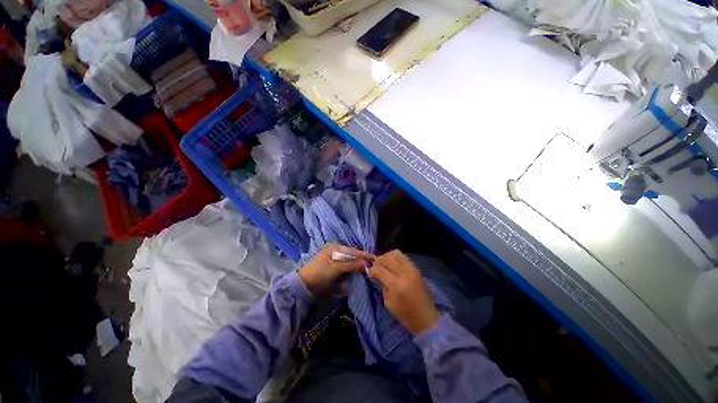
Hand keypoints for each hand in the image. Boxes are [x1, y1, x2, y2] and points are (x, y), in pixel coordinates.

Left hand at [299, 244, 373, 294]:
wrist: (303, 285)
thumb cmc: (319, 274)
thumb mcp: (336, 269)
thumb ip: (351, 265)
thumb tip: (366, 264)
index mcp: (335, 248)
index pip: (353, 251)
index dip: (364, 255)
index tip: (375, 259)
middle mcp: (335, 250)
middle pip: (352, 254)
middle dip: (362, 259)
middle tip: (373, 265)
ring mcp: (334, 258)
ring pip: (349, 260)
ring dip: (357, 264)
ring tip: (366, 268)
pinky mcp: (333, 266)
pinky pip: (345, 265)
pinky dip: (351, 268)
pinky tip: (356, 271)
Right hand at [369, 250, 440, 335]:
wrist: (427, 318)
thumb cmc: (405, 315)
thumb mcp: (388, 302)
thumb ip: (382, 284)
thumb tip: (375, 273)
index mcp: (397, 285)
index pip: (380, 269)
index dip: (372, 270)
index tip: (369, 273)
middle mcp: (405, 274)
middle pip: (388, 257)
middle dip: (379, 260)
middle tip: (376, 267)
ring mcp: (413, 269)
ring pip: (396, 253)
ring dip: (387, 257)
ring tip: (384, 264)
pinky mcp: (417, 269)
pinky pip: (403, 257)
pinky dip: (395, 258)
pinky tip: (393, 266)